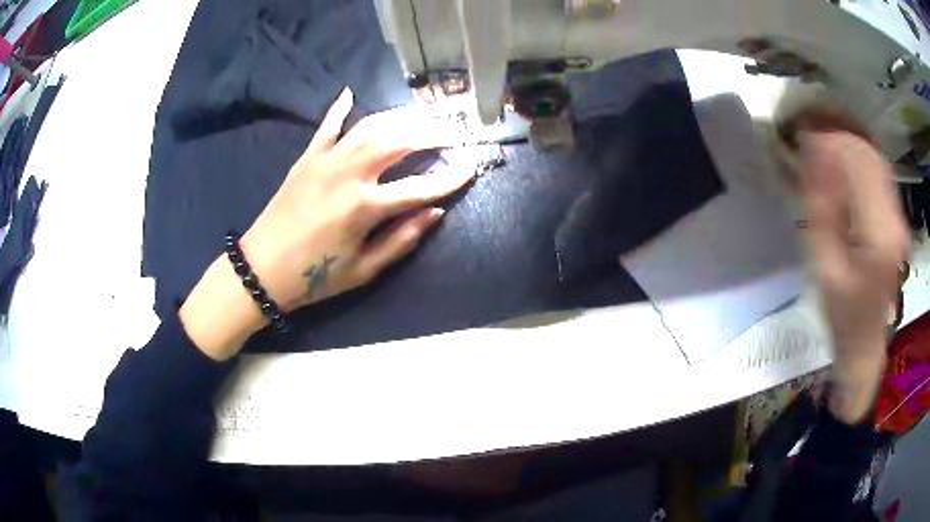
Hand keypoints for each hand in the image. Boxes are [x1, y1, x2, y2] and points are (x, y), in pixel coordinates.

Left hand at [180, 88, 475, 359]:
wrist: (262, 269)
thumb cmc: (314, 277)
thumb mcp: (363, 270)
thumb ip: (402, 240)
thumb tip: (435, 212)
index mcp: (364, 207)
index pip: (420, 186)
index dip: (450, 178)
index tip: (471, 167)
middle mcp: (348, 173)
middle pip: (400, 141)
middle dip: (432, 133)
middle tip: (453, 132)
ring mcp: (325, 160)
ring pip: (370, 126)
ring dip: (400, 117)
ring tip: (422, 115)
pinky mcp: (307, 158)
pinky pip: (327, 126)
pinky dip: (340, 108)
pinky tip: (350, 92)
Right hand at [798, 126, 908, 422]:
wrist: (866, 342)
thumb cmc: (842, 314)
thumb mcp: (825, 266)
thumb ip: (821, 208)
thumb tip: (812, 153)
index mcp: (879, 233)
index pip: (856, 163)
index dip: (828, 141)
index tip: (800, 134)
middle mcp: (894, 216)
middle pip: (867, 154)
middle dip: (835, 136)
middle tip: (806, 135)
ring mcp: (898, 215)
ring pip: (873, 157)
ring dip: (846, 144)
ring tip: (820, 145)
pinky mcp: (896, 216)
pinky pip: (877, 171)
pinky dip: (857, 158)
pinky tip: (840, 164)